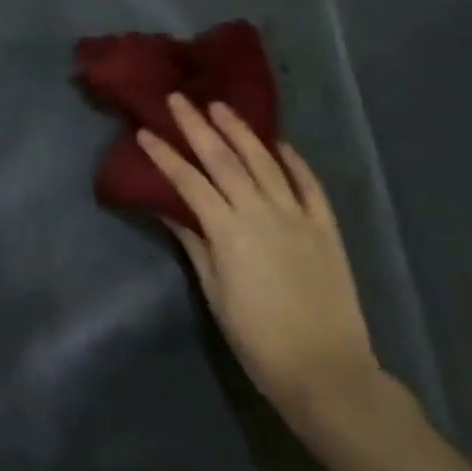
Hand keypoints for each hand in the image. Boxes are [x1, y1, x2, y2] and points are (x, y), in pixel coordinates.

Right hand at [137, 96, 382, 429]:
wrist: (327, 371)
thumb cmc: (257, 339)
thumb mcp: (215, 292)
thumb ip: (195, 245)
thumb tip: (171, 210)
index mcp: (228, 232)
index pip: (189, 182)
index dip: (165, 155)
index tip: (144, 131)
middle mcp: (262, 213)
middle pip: (225, 160)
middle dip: (198, 127)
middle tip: (178, 99)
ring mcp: (298, 217)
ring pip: (265, 163)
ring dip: (241, 132)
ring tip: (220, 106)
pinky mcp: (326, 228)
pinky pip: (309, 186)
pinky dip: (294, 162)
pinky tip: (279, 143)